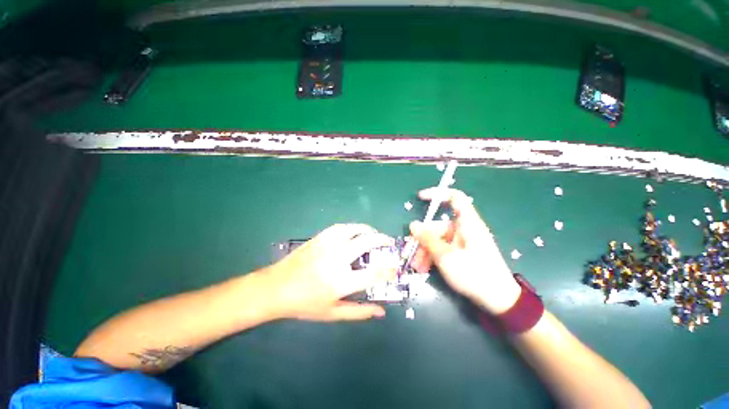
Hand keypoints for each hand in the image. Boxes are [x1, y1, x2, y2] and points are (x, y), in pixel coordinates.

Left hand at [265, 224, 397, 320]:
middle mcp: (337, 258)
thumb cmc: (304, 304)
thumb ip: (359, 312)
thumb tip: (381, 311)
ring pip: (354, 229)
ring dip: (368, 230)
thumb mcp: (332, 313)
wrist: (275, 288)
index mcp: (342, 281)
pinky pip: (341, 227)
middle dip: (383, 240)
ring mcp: (328, 245)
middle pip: (367, 242)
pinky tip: (355, 232)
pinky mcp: (320, 237)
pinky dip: (353, 228)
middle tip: (389, 242)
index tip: (396, 267)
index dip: (389, 270)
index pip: (374, 273)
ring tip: (374, 234)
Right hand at [409, 188, 520, 313]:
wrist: (499, 301)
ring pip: (438, 240)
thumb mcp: (446, 257)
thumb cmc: (474, 274)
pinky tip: (425, 268)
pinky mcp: (462, 253)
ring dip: (426, 251)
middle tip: (411, 253)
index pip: (455, 198)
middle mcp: (464, 229)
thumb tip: (413, 225)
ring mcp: (463, 242)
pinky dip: (433, 256)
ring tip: (417, 266)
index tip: (420, 197)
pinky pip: (444, 249)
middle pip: (438, 226)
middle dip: (423, 239)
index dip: (437, 194)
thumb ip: (428, 239)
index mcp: (467, 223)